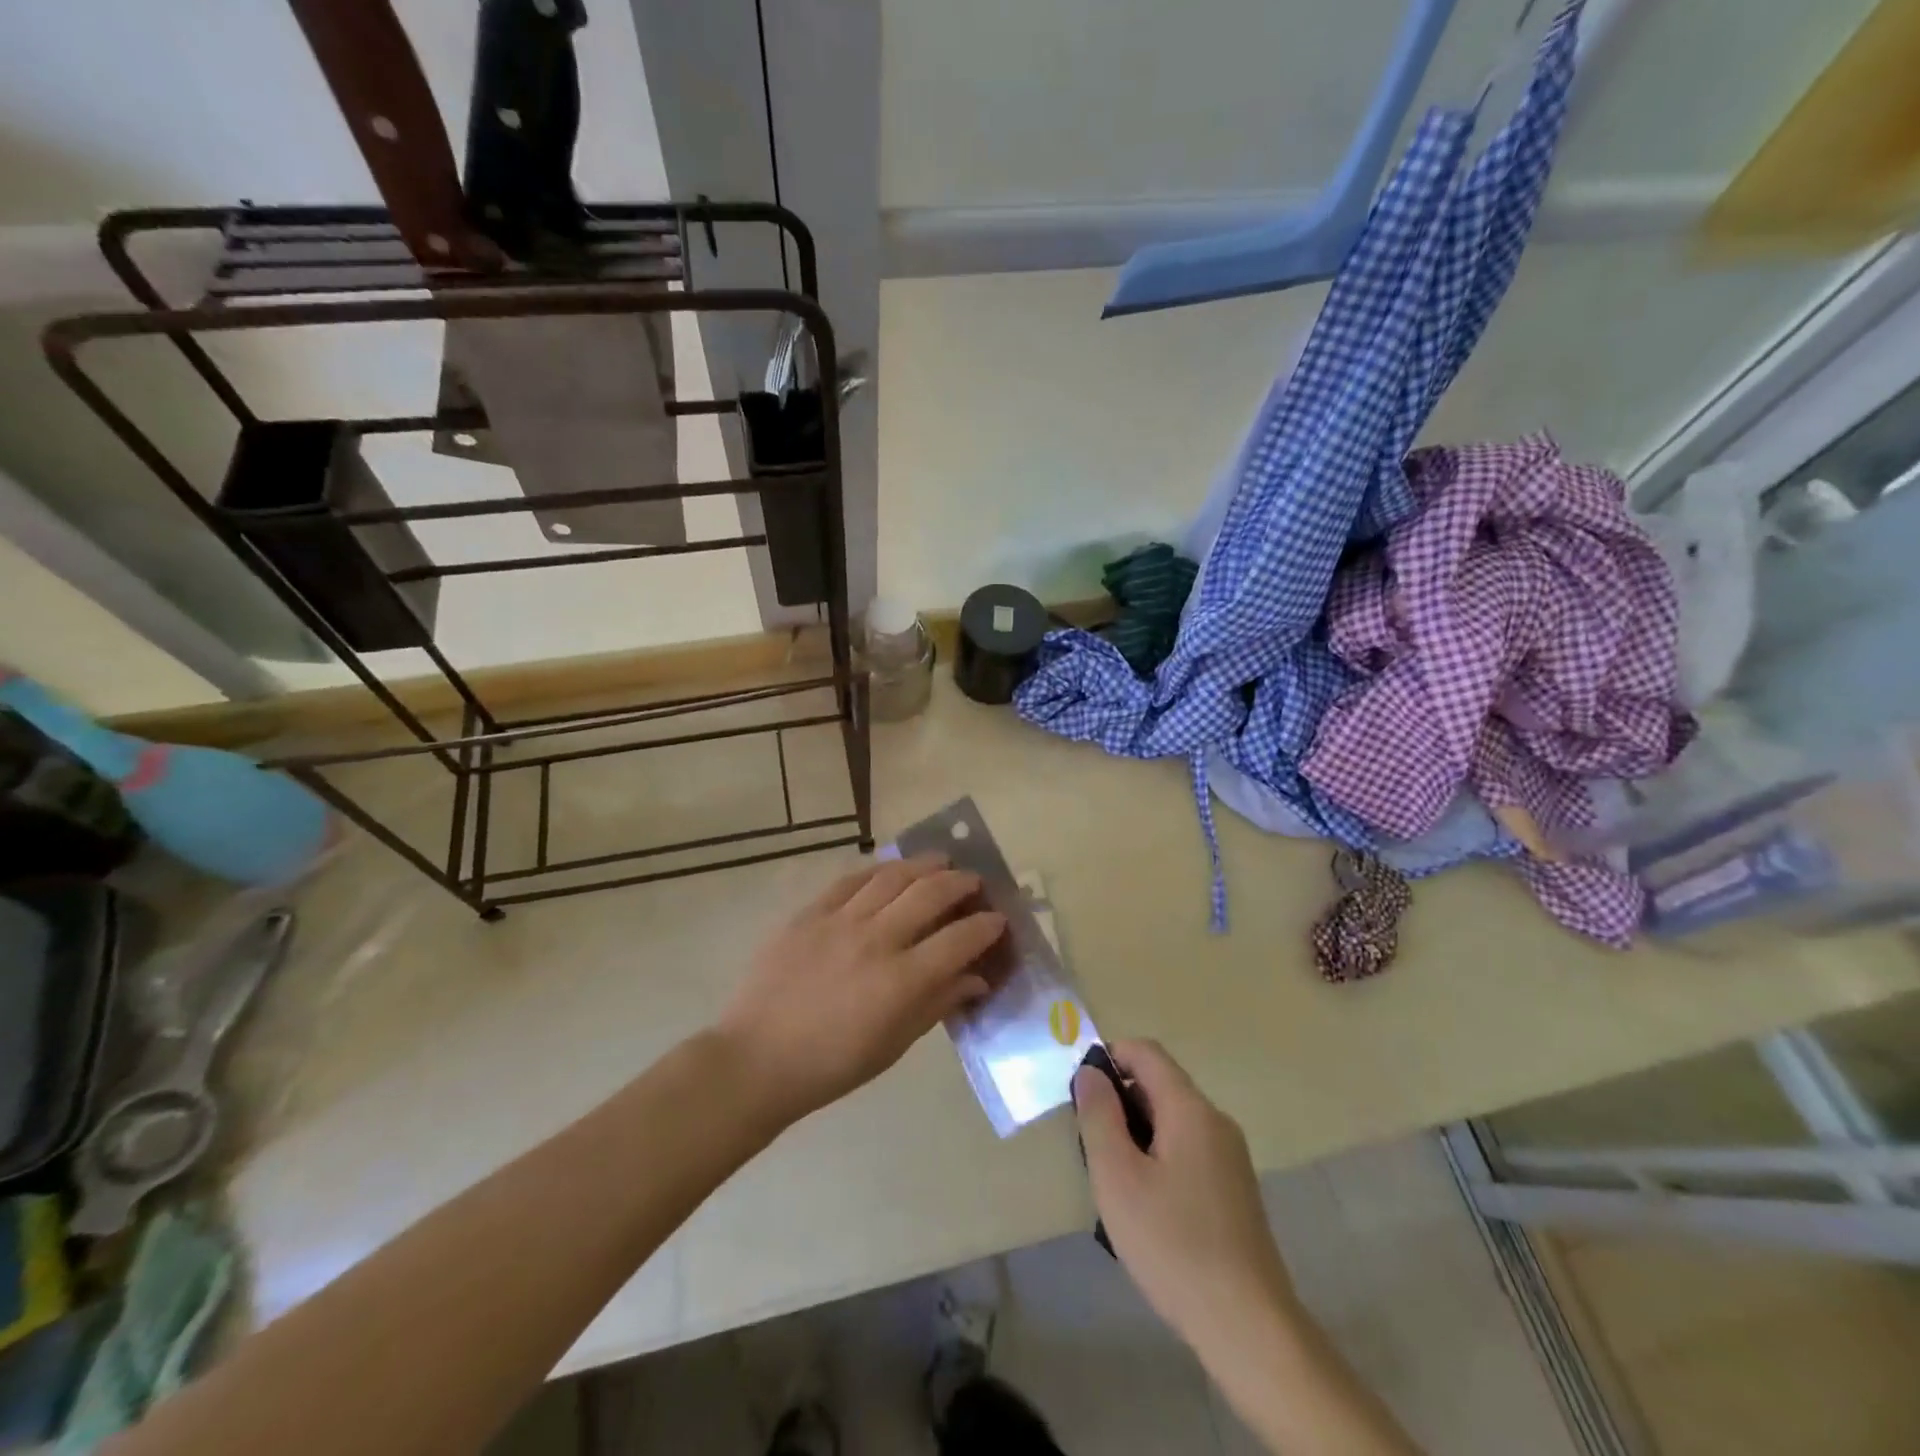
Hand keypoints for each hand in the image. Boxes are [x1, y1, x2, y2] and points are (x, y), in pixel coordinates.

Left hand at [717, 855, 1006, 1126]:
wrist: (757, 1058)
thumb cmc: (832, 1065)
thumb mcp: (894, 1045)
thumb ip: (938, 1003)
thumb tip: (976, 978)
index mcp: (901, 980)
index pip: (960, 939)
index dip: (986, 926)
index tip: (998, 920)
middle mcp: (876, 940)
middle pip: (932, 893)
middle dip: (962, 883)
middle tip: (974, 883)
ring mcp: (840, 920)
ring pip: (893, 876)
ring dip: (924, 865)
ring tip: (941, 861)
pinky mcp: (810, 912)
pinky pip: (851, 879)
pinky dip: (878, 870)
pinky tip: (890, 869)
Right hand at [1072, 1040, 1297, 1359]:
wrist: (1249, 1328)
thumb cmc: (1174, 1245)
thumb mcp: (1118, 1178)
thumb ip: (1099, 1116)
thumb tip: (1090, 1073)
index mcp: (1191, 1109)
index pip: (1146, 1052)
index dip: (1109, 1058)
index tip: (1081, 1095)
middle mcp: (1216, 1121)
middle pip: (1159, 1085)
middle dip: (1120, 1102)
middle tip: (1091, 1147)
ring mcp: (1230, 1156)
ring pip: (1172, 1120)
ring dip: (1136, 1134)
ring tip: (1114, 1183)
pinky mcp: (1235, 1189)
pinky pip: (1188, 1149)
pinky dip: (1158, 1158)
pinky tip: (1147, 1208)